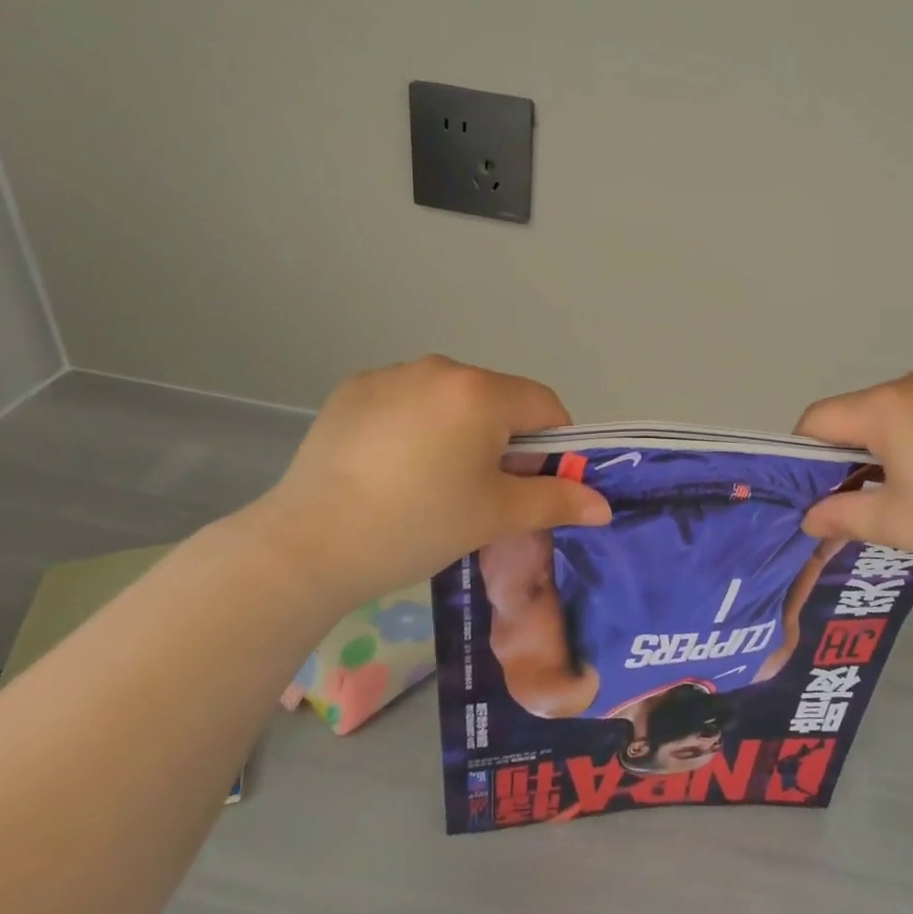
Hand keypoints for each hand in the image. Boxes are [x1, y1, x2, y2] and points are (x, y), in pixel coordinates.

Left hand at [237, 357, 611, 607]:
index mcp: (481, 392)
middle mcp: (440, 368)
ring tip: (430, 482)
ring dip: (459, 430)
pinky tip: (390, 468)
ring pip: (451, 399)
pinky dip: (414, 426)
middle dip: (503, 440)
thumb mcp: (495, 516)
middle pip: (498, 400)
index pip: (545, 406)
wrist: (308, 544)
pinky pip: (407, 401)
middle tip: (481, 492)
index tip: (532, 485)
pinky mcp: (354, 390)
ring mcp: (392, 375)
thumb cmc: (417, 526)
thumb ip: (556, 501)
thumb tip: (604, 506)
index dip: (552, 446)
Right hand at [795, 371, 912, 590]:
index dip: (805, 453)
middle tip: (871, 497)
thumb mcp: (897, 524)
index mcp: (886, 407)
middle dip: (856, 449)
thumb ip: (842, 516)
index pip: (820, 418)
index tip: (817, 489)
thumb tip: (809, 518)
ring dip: (900, 440)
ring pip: (908, 409)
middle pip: (864, 412)